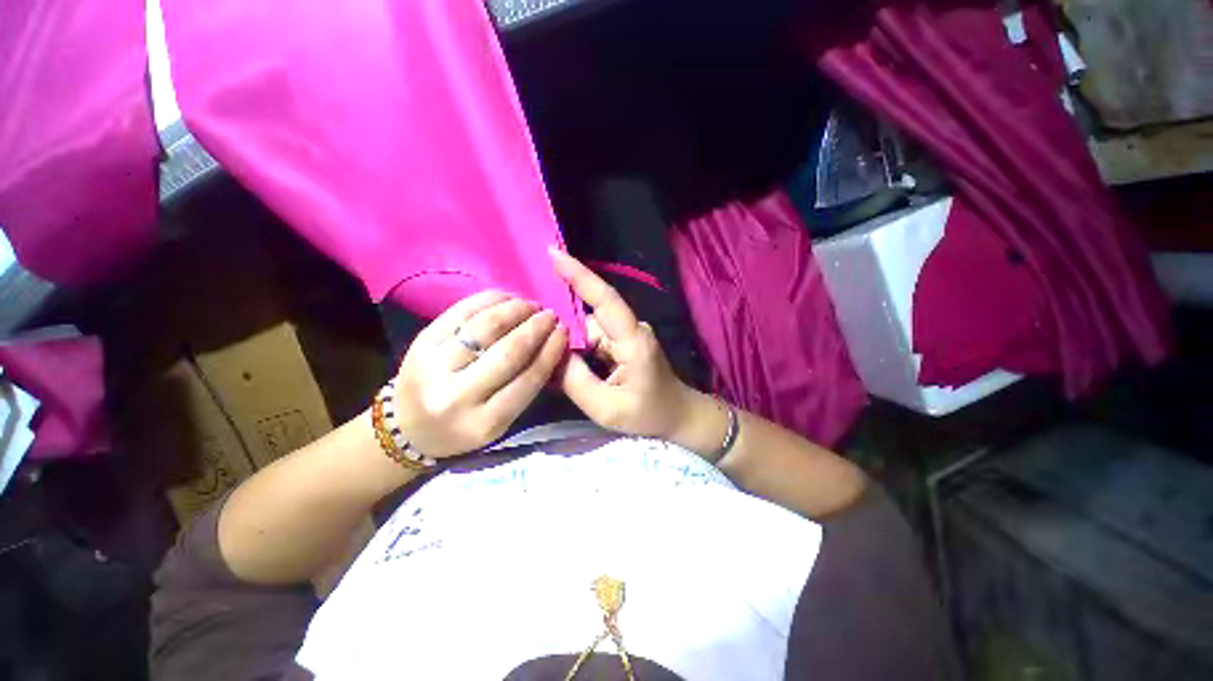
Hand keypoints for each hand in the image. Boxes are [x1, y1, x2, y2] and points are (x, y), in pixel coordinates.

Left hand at [393, 291, 567, 457]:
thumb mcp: (499, 421)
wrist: (407, 428)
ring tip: (530, 305)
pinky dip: (488, 300)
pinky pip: (460, 312)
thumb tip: (551, 344)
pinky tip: (505, 297)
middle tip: (550, 315)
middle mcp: (456, 397)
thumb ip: (526, 387)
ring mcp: (433, 367)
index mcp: (484, 423)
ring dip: (514, 309)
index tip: (563, 331)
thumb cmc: (463, 427)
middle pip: (508, 351)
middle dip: (535, 327)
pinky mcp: (419, 344)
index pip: (528, 379)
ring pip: (484, 327)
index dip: (550, 350)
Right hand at [549, 247, 696, 438]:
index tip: (553, 254)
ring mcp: (627, 334)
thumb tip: (551, 351)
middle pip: (589, 314)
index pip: (605, 299)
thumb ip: (575, 381)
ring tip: (545, 349)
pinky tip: (562, 356)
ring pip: (588, 327)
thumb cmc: (648, 414)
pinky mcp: (622, 342)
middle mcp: (630, 329)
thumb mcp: (607, 408)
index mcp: (633, 339)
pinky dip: (576, 345)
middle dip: (560, 316)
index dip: (580, 275)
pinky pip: (593, 337)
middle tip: (529, 324)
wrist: (678, 415)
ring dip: (567, 336)